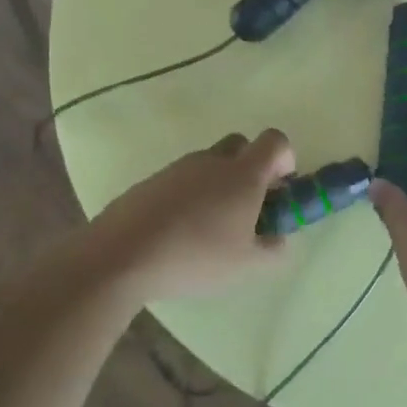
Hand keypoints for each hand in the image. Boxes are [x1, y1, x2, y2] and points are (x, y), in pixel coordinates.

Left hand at [90, 129, 295, 301]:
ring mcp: (178, 168)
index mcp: (243, 174)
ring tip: (210, 229)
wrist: (121, 254)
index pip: (275, 141)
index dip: (285, 159)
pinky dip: (189, 197)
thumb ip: (273, 250)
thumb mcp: (246, 265)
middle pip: (241, 146)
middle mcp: (212, 161)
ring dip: (218, 185)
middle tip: (249, 206)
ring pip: (209, 164)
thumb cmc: (195, 255)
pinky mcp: (151, 181)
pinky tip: (179, 233)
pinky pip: (182, 181)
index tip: (281, 188)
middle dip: (251, 168)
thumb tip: (278, 238)